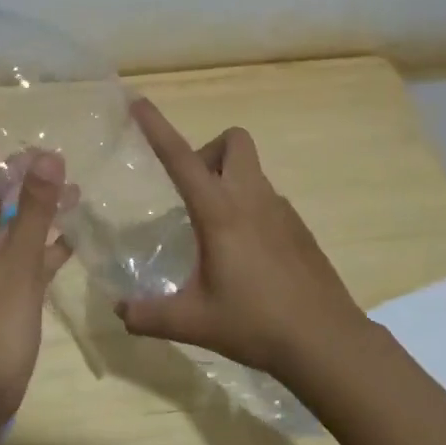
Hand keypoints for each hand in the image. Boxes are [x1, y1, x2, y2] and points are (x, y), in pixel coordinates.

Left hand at [0, 88, 72, 424]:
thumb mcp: (18, 267)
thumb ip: (33, 211)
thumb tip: (46, 155)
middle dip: (8, 168)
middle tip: (41, 147)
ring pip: (6, 218)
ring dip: (33, 201)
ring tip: (69, 182)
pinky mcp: (4, 286)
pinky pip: (24, 248)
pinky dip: (45, 236)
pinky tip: (74, 226)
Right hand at [116, 97, 365, 382]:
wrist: (327, 342)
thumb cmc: (255, 324)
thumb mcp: (192, 322)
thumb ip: (147, 315)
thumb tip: (118, 311)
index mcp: (220, 212)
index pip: (181, 157)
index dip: (157, 127)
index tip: (139, 103)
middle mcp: (252, 198)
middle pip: (233, 141)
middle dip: (208, 151)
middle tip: (192, 193)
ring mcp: (281, 211)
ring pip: (251, 170)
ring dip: (228, 181)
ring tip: (214, 234)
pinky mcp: (299, 228)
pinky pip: (267, 199)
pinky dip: (249, 208)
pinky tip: (245, 256)